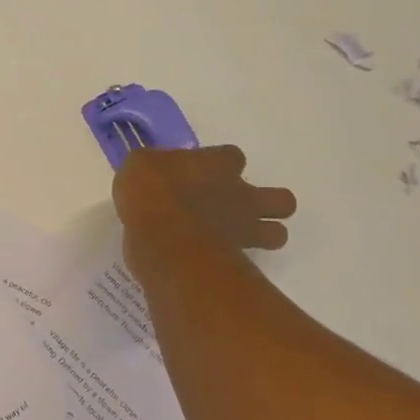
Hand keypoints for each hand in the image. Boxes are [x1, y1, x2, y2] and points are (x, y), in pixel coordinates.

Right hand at [112, 146, 296, 269]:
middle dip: (267, 203)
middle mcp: (239, 194)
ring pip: (277, 234)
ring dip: (264, 234)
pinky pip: (249, 262)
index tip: (202, 172)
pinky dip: (238, 262)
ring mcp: (243, 228)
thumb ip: (154, 167)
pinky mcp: (236, 259)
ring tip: (237, 238)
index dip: (221, 163)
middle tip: (235, 207)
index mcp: (217, 165)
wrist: (163, 237)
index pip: (232, 156)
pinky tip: (214, 260)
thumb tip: (152, 171)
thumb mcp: (139, 165)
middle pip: (280, 199)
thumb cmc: (151, 191)